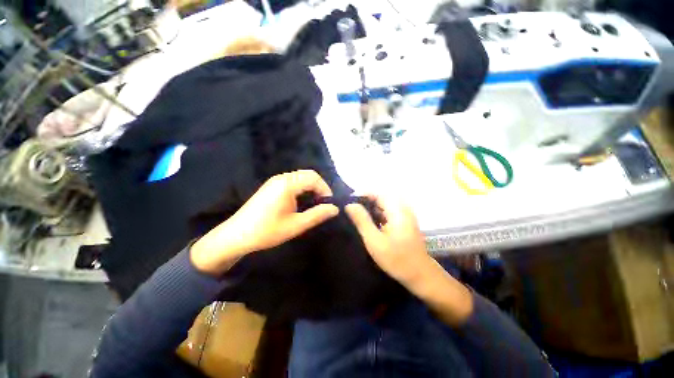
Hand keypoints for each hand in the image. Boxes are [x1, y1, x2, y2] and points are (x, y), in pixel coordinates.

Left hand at [191, 170, 338, 274]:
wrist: (236, 236)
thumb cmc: (267, 231)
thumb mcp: (296, 225)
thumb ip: (317, 215)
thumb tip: (335, 208)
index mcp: (287, 184)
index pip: (314, 178)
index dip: (325, 189)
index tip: (329, 204)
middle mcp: (281, 178)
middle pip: (308, 175)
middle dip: (319, 187)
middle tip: (324, 203)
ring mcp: (275, 181)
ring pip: (300, 177)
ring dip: (311, 187)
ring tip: (315, 203)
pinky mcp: (271, 186)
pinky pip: (292, 181)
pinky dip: (302, 188)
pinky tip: (301, 201)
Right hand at [345, 195, 431, 285]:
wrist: (420, 275)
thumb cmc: (397, 259)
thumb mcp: (375, 241)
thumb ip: (362, 221)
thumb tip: (350, 205)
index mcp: (397, 210)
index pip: (377, 193)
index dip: (362, 195)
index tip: (348, 201)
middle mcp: (402, 209)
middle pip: (381, 198)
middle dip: (365, 202)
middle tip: (350, 210)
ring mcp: (405, 216)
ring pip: (384, 206)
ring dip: (370, 209)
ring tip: (356, 216)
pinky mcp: (404, 223)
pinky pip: (388, 213)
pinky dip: (377, 215)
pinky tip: (369, 223)